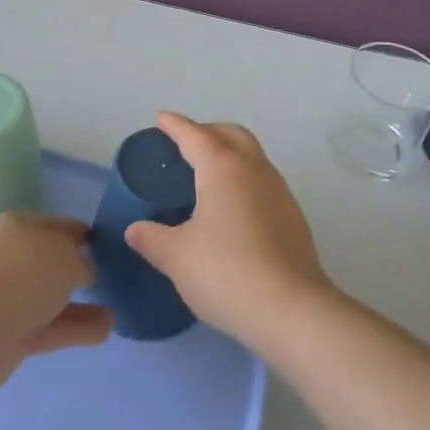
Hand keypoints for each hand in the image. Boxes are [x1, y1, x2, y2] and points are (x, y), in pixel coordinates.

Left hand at [0, 213, 112, 396]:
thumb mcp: (65, 256)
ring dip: (81, 304)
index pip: (57, 225)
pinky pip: (50, 326)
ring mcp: (8, 297)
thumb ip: (81, 262)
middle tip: (110, 277)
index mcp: (19, 226)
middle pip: (51, 261)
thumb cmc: (20, 273)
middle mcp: (11, 257)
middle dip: (78, 269)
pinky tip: (106, 330)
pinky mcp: (10, 334)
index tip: (106, 245)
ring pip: (52, 297)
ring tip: (115, 310)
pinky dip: (75, 328)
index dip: (82, 234)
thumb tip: (84, 271)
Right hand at [125, 113, 330, 348]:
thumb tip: (136, 229)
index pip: (195, 135)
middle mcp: (254, 169)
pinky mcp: (293, 217)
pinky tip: (233, 210)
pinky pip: (263, 182)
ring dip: (230, 154)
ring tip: (208, 176)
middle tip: (186, 145)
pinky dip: (244, 181)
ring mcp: (279, 191)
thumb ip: (152, 238)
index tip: (162, 119)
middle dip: (208, 131)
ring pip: (252, 156)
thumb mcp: (177, 257)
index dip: (175, 125)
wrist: (292, 310)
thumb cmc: (227, 272)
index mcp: (223, 168)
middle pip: (231, 134)